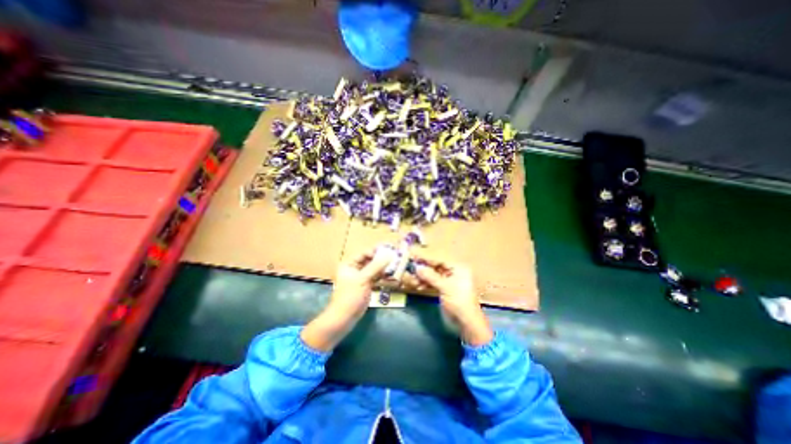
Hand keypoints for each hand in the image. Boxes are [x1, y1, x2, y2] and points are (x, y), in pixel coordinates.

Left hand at [327, 247, 390, 320]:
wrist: (345, 318)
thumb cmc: (350, 296)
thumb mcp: (363, 279)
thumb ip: (376, 266)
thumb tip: (389, 254)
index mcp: (350, 264)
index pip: (365, 253)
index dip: (377, 251)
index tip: (390, 249)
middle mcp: (355, 268)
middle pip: (370, 260)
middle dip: (382, 259)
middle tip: (395, 256)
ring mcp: (361, 278)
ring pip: (374, 269)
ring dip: (384, 267)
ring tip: (396, 264)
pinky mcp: (366, 285)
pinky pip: (376, 277)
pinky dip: (383, 276)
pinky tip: (392, 275)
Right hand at [412, 251, 492, 344]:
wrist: (467, 322)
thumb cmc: (459, 301)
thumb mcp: (445, 287)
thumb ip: (430, 276)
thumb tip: (417, 267)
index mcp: (458, 267)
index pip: (439, 258)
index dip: (426, 257)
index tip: (413, 254)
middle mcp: (454, 271)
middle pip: (435, 265)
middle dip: (423, 267)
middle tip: (411, 267)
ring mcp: (449, 280)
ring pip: (433, 274)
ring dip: (423, 277)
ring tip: (413, 280)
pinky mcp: (445, 288)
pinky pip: (433, 282)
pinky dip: (426, 283)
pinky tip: (418, 286)